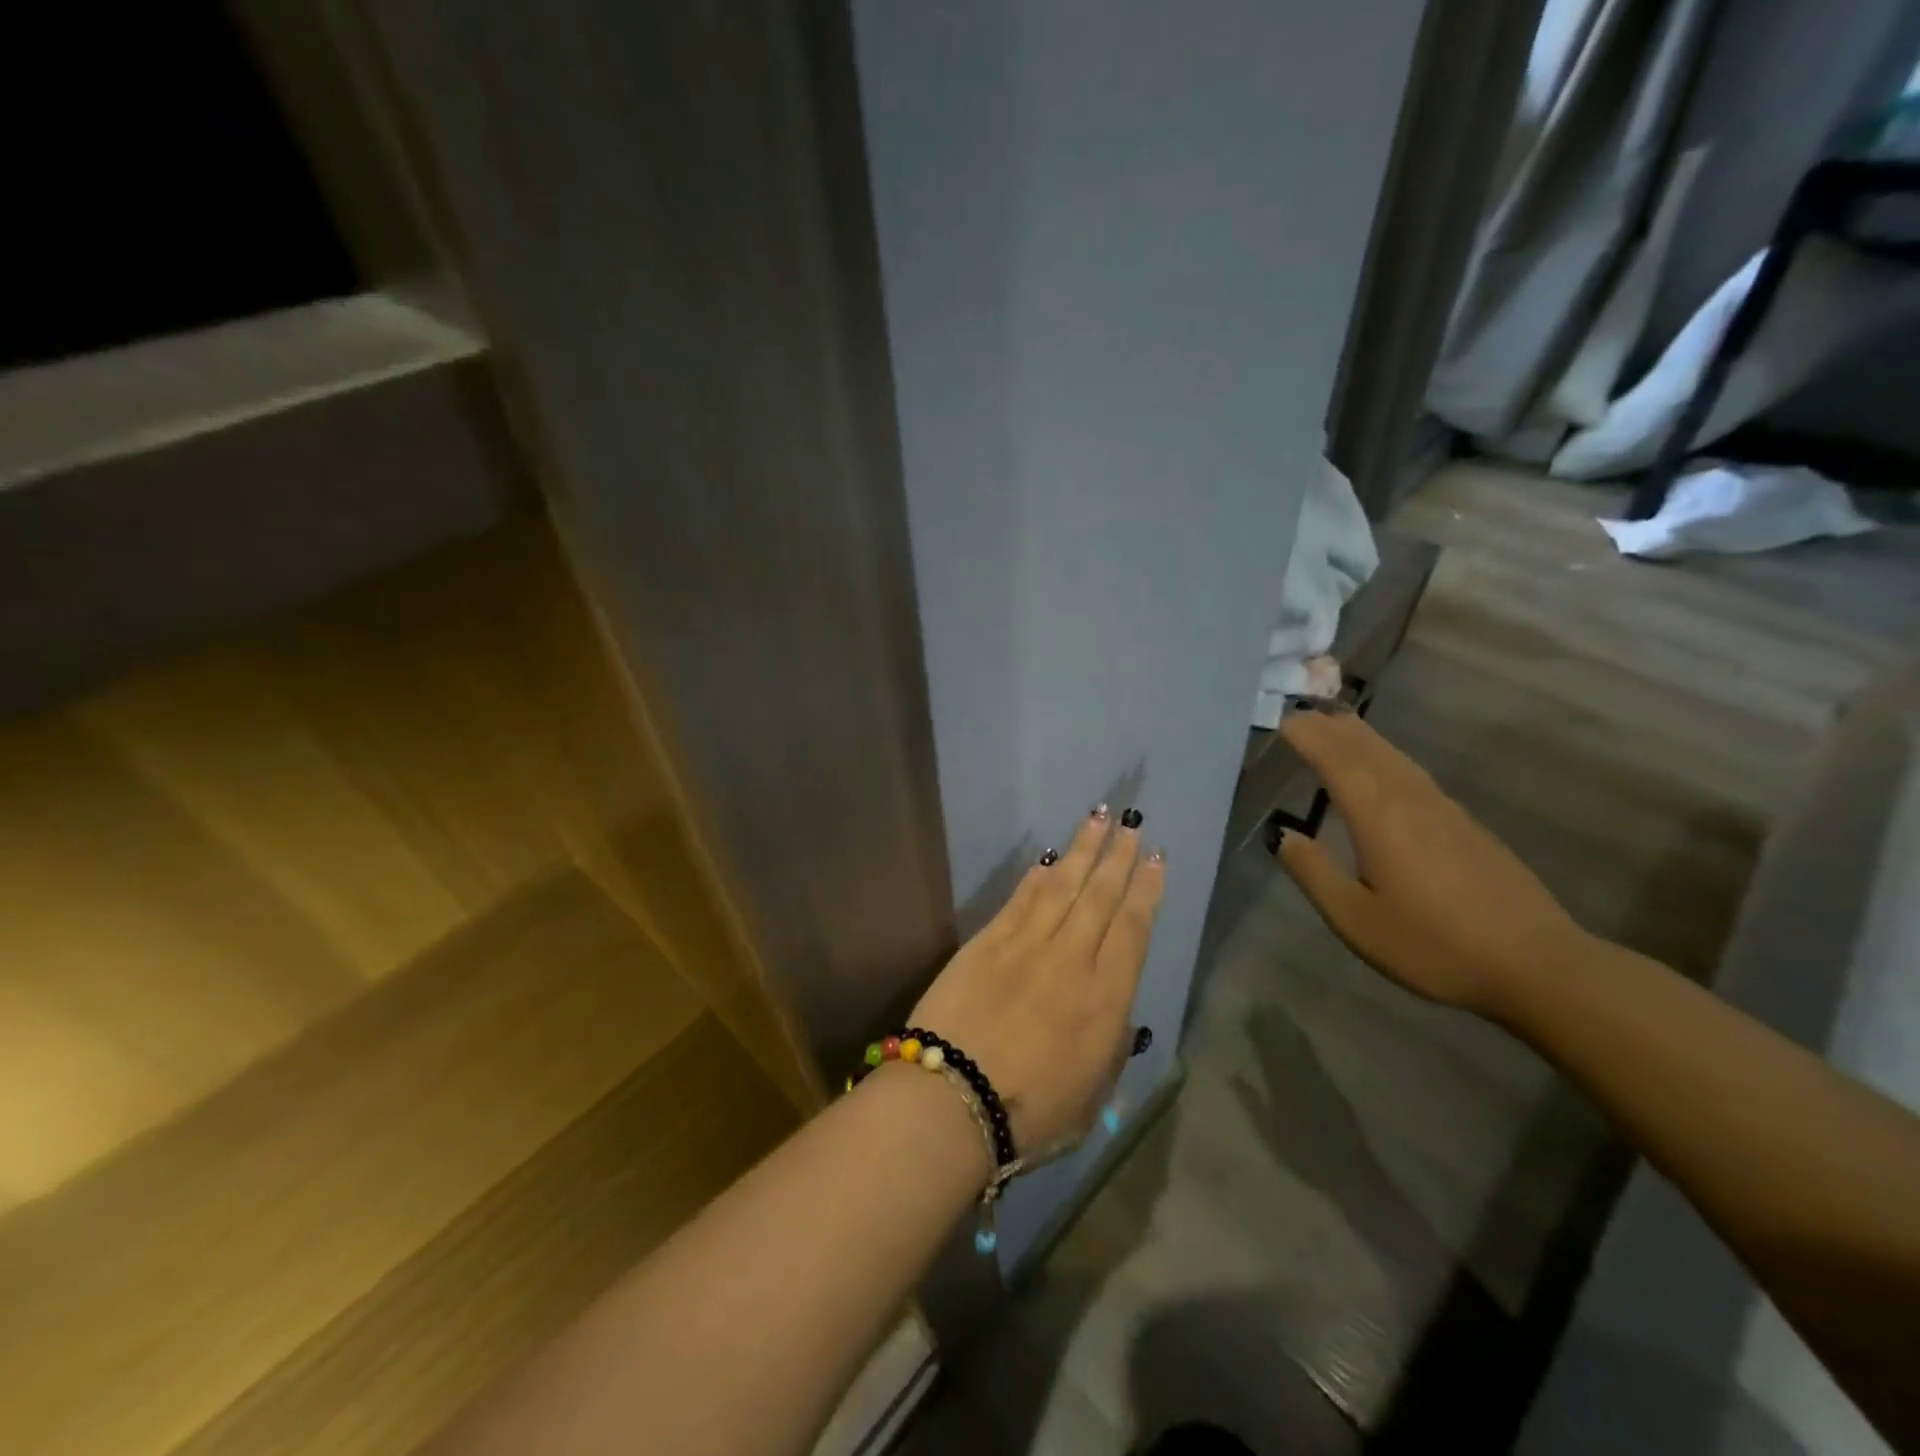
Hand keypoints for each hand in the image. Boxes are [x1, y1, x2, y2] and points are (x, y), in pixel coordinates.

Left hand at [907, 807, 1164, 1154]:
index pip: (1133, 929)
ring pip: (1063, 886)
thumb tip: (1116, 1016)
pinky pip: (1021, 898)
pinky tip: (1049, 858)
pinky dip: (1037, 875)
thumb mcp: (1093, 1097)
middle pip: (1100, 896)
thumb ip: (1110, 1049)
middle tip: (1131, 824)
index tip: (1156, 859)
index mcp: (1105, 999)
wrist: (952, 1098)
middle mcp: (1071, 959)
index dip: (1147, 891)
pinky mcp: (987, 941)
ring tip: (1098, 818)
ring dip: (1083, 850)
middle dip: (1118, 857)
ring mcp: (1026, 944)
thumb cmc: (1030, 1114)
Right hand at [1272, 708, 1592, 1014]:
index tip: (1282, 719)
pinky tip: (1385, 769)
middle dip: (1332, 728)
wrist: (1537, 965)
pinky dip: (1387, 758)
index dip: (1309, 737)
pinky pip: (1414, 774)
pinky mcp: (1466, 826)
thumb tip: (1283, 835)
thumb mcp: (1356, 920)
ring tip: (1337, 723)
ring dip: (1362, 736)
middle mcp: (1411, 801)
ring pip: (1395, 758)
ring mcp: (1445, 810)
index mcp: (1380, 817)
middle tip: (1302, 710)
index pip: (1337, 761)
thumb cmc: (1434, 945)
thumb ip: (1314, 873)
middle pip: (1367, 750)